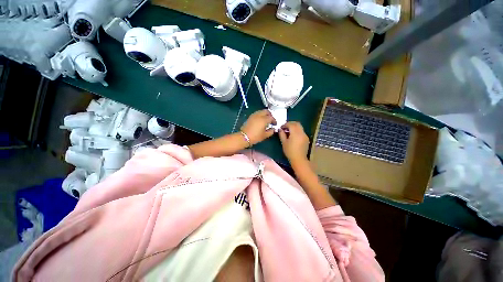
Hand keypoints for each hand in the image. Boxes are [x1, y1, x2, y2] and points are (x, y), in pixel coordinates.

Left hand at [240, 110, 275, 144]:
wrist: (244, 137)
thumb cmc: (255, 137)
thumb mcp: (265, 135)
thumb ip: (271, 131)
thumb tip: (273, 129)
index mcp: (264, 119)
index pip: (271, 117)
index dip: (274, 120)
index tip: (274, 124)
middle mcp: (259, 115)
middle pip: (266, 111)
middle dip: (270, 115)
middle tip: (271, 120)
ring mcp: (254, 115)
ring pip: (261, 111)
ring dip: (265, 114)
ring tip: (265, 120)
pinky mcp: (250, 117)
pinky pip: (257, 113)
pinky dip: (260, 115)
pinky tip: (260, 120)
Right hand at [279, 122, 309, 162]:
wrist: (299, 159)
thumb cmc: (290, 151)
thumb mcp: (284, 142)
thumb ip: (282, 134)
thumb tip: (280, 129)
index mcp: (295, 133)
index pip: (291, 124)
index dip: (285, 124)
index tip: (281, 127)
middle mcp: (301, 132)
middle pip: (297, 123)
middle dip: (290, 124)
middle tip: (285, 127)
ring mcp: (305, 135)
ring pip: (300, 127)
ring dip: (294, 127)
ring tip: (289, 131)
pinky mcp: (306, 139)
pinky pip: (301, 131)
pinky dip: (297, 131)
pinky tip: (293, 136)